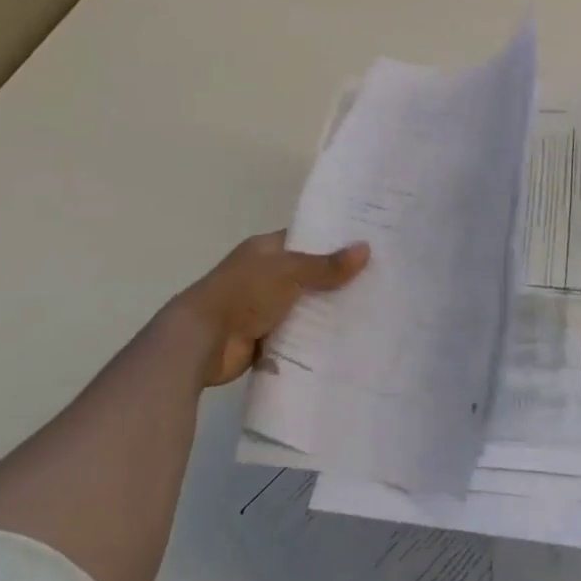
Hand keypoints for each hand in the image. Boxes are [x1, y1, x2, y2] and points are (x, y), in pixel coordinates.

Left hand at [166, 231, 369, 388]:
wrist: (201, 342)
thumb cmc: (243, 294)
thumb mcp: (289, 272)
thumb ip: (326, 265)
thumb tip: (366, 248)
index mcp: (265, 250)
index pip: (305, 239)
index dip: (333, 242)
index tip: (367, 246)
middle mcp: (264, 275)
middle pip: (308, 275)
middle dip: (337, 281)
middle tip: (379, 282)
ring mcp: (263, 308)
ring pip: (304, 306)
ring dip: (326, 312)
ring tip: (371, 312)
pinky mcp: (264, 338)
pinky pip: (296, 335)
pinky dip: (313, 338)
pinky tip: (345, 340)